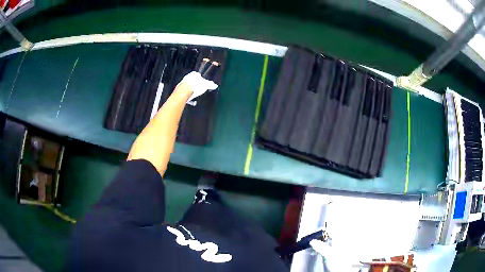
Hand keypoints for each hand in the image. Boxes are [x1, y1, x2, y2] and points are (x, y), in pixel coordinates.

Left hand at [176, 71, 217, 102]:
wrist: (184, 91)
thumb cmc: (196, 86)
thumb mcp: (206, 85)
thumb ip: (210, 85)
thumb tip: (215, 85)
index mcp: (194, 74)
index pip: (197, 75)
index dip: (200, 79)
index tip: (202, 83)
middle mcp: (187, 77)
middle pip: (191, 80)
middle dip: (194, 84)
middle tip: (198, 89)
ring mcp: (182, 83)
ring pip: (187, 85)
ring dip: (190, 89)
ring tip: (193, 95)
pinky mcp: (178, 89)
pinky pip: (184, 91)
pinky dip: (186, 94)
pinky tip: (189, 98)